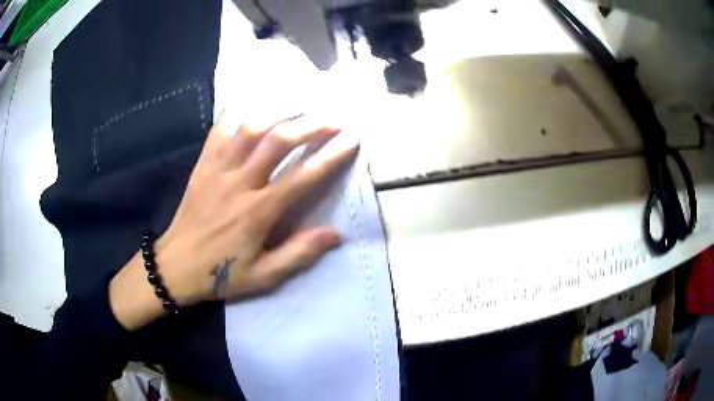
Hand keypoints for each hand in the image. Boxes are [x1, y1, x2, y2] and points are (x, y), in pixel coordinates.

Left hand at [109, 111, 358, 329]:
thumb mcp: (263, 276)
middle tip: (332, 119)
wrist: (175, 266)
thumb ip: (298, 254)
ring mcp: (218, 170)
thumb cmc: (220, 273)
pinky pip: (218, 130)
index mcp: (258, 212)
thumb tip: (336, 234)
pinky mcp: (202, 165)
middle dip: (310, 125)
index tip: (351, 140)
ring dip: (279, 112)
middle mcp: (240, 183)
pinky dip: (235, 112)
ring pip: (250, 128)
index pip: (301, 176)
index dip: (330, 156)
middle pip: (278, 141)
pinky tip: (250, 103)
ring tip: (300, 106)